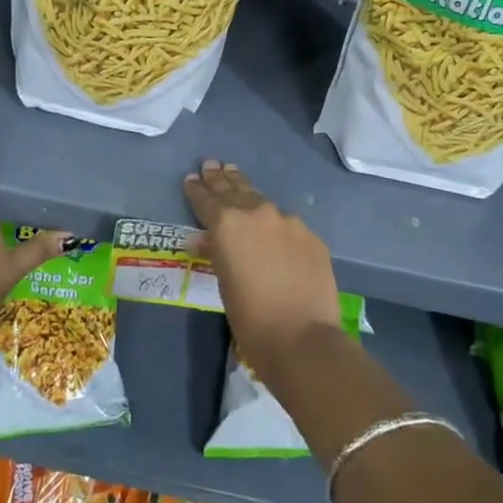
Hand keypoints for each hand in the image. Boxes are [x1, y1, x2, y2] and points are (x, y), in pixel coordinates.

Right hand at [183, 160, 342, 386]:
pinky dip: (275, 222)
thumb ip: (216, 253)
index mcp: (227, 224)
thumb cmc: (251, 318)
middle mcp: (257, 214)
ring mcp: (288, 222)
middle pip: (235, 190)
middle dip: (221, 178)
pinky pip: (287, 224)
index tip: (191, 178)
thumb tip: (206, 239)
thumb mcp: (223, 283)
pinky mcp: (311, 236)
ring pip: (262, 202)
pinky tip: (273, 225)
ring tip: (236, 176)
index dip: (197, 189)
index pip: (206, 200)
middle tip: (212, 164)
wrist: (303, 338)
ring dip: (247, 192)